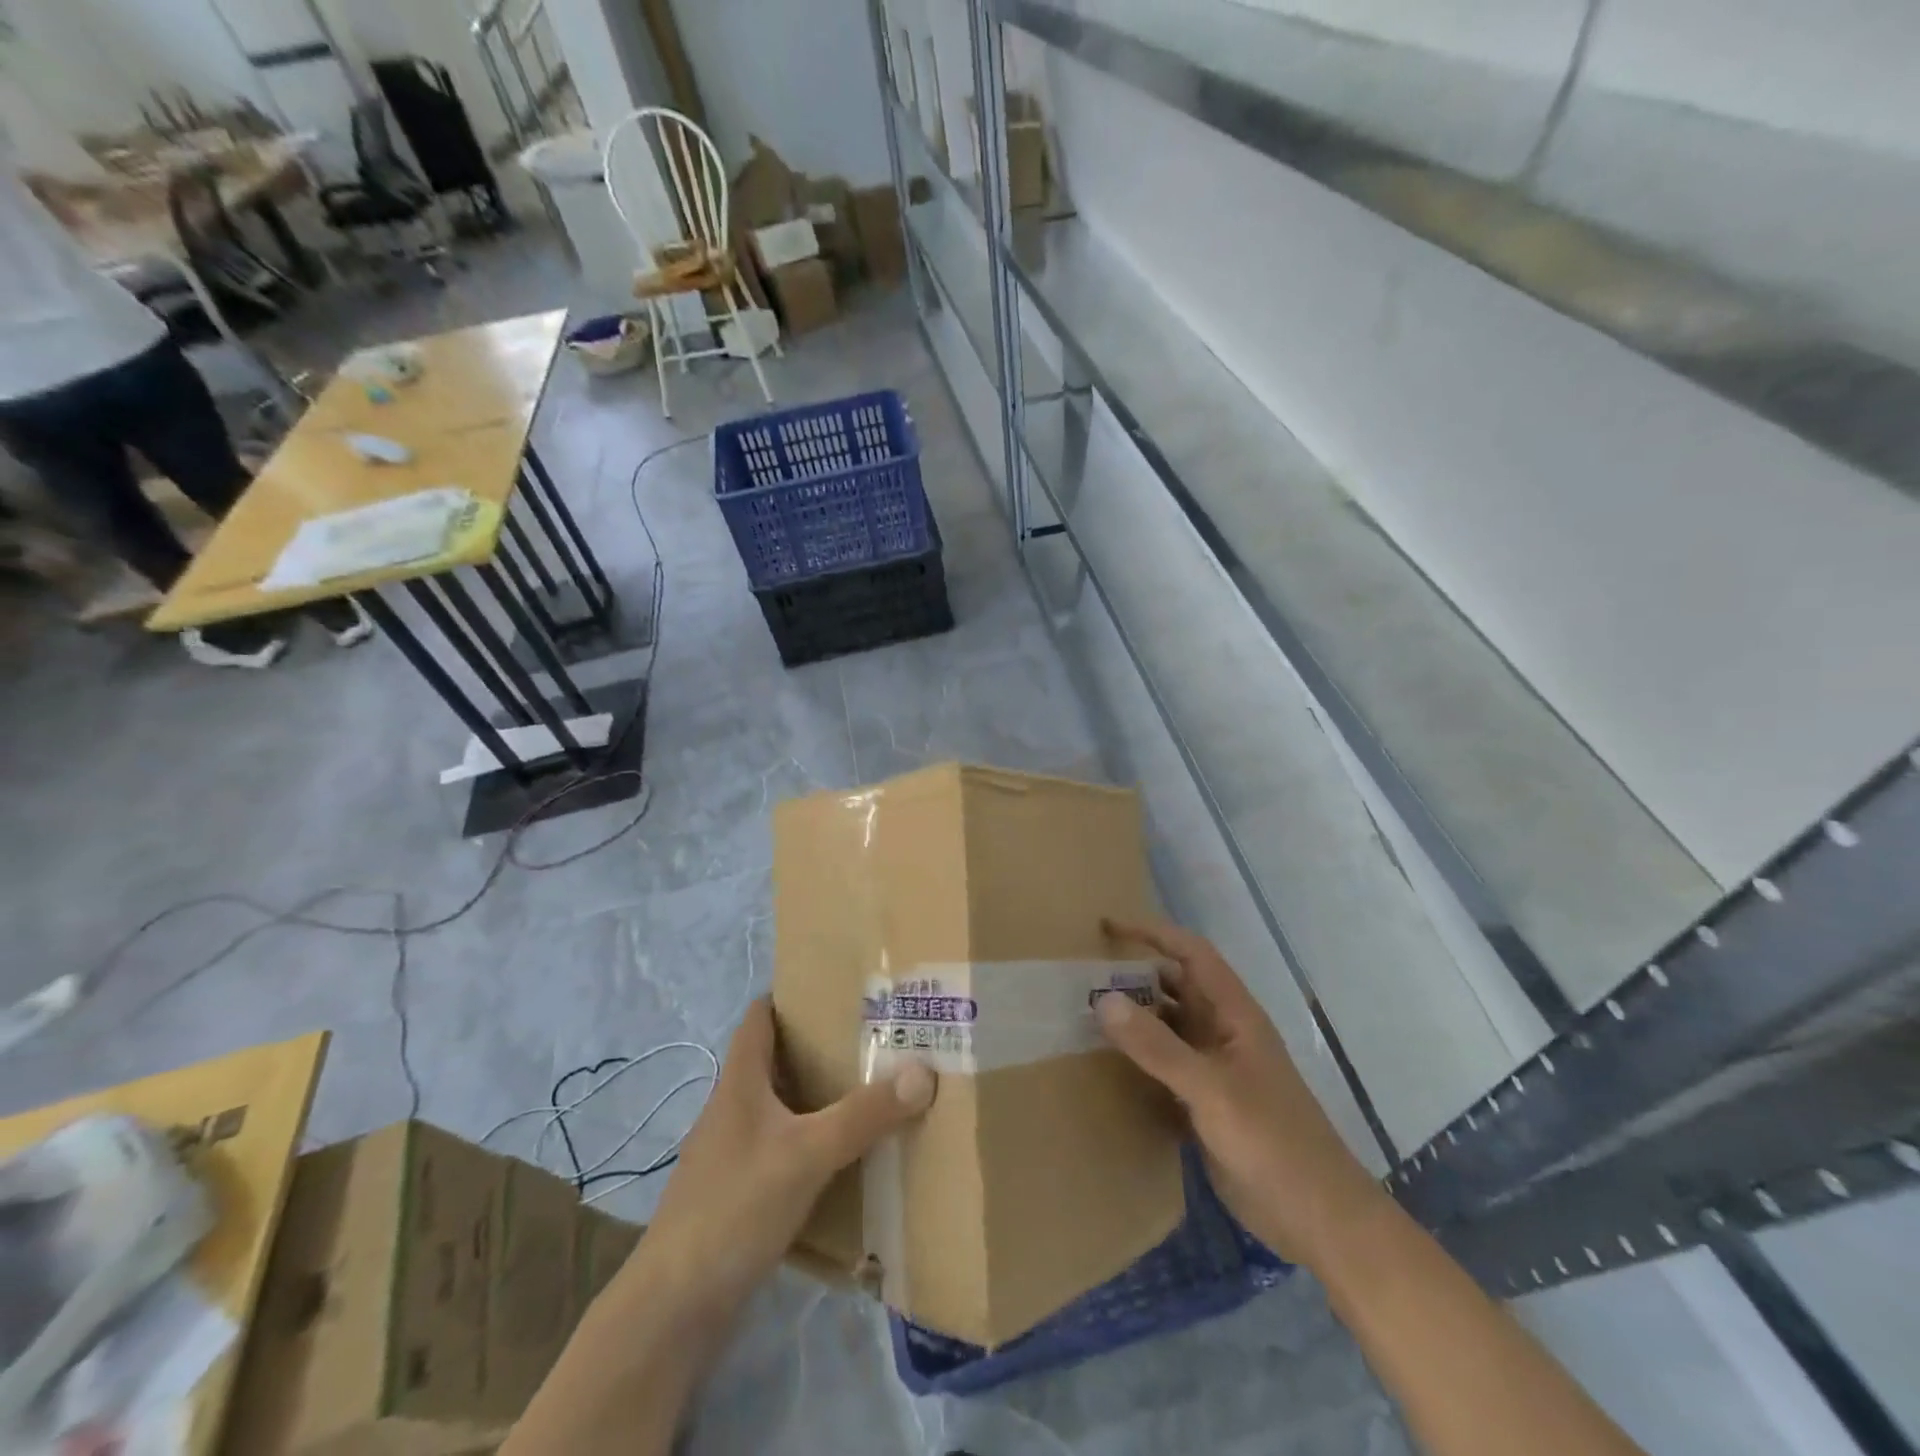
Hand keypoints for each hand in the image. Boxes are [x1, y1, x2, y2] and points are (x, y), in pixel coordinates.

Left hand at [616, 996, 936, 1319]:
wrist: (674, 1307)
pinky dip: (810, 1140)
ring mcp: (732, 1152)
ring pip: (781, 1105)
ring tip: (869, 1088)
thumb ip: (864, 1114)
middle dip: (819, 1045)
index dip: (792, 995)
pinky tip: (843, 1156)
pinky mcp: (738, 1192)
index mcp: (740, 1081)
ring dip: (817, 1095)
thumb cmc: (734, 1208)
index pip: (759, 1016)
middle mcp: (733, 1107)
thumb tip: (923, 1072)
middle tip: (873, 1037)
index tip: (838, 990)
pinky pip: (781, 1147)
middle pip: (775, 1058)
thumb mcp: (807, 1154)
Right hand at [1096, 919, 1385, 1268]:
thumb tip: (1104, 999)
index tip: (1108, 926)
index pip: (1191, 954)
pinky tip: (1108, 1066)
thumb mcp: (1211, 1088)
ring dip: (1134, 1019)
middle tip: (1084, 979)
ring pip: (1168, 1027)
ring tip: (1086, 1016)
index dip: (1153, 933)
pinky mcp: (1206, 1104)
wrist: (1318, 1219)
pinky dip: (1139, 1059)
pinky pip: (1165, 1066)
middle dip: (1135, 977)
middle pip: (1175, 988)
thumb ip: (1157, 1046)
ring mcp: (1215, 1069)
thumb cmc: (1272, 1141)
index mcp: (1234, 1014)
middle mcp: (1223, 1033)